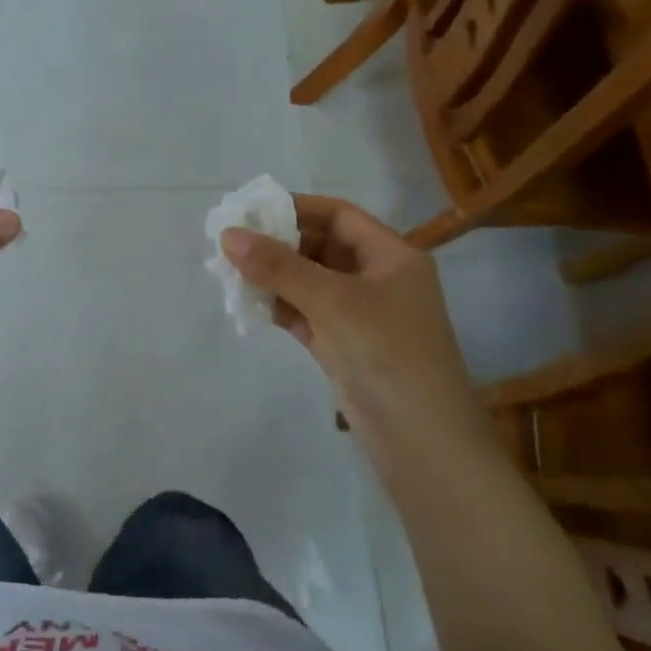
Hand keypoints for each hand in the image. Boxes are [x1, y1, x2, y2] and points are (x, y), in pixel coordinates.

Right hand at [220, 196, 481, 442]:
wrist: (422, 442)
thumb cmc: (386, 353)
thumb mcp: (332, 301)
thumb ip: (278, 266)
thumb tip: (228, 235)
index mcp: (392, 256)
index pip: (339, 216)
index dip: (296, 208)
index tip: (251, 210)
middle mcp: (378, 280)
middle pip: (322, 247)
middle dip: (279, 244)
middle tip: (232, 243)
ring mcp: (361, 316)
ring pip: (310, 282)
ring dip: (274, 277)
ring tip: (230, 272)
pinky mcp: (345, 347)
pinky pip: (306, 314)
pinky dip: (280, 307)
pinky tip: (248, 304)